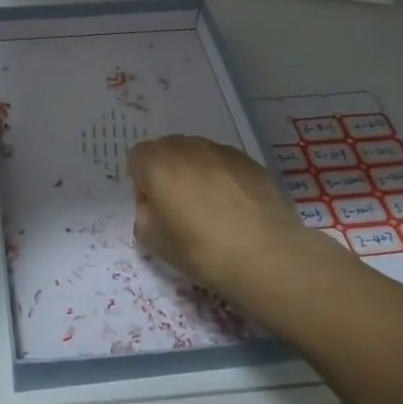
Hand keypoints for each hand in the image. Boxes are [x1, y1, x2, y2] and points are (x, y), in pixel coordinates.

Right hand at [128, 135, 314, 299]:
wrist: (265, 255)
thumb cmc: (200, 250)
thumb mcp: (152, 241)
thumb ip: (144, 212)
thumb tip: (155, 203)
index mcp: (158, 163)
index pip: (137, 157)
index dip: (142, 183)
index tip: (155, 208)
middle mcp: (188, 147)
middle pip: (167, 150)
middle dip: (168, 173)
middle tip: (180, 207)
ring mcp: (222, 151)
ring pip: (198, 154)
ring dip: (196, 173)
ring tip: (212, 208)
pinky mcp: (250, 161)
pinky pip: (225, 164)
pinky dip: (223, 178)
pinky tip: (236, 209)